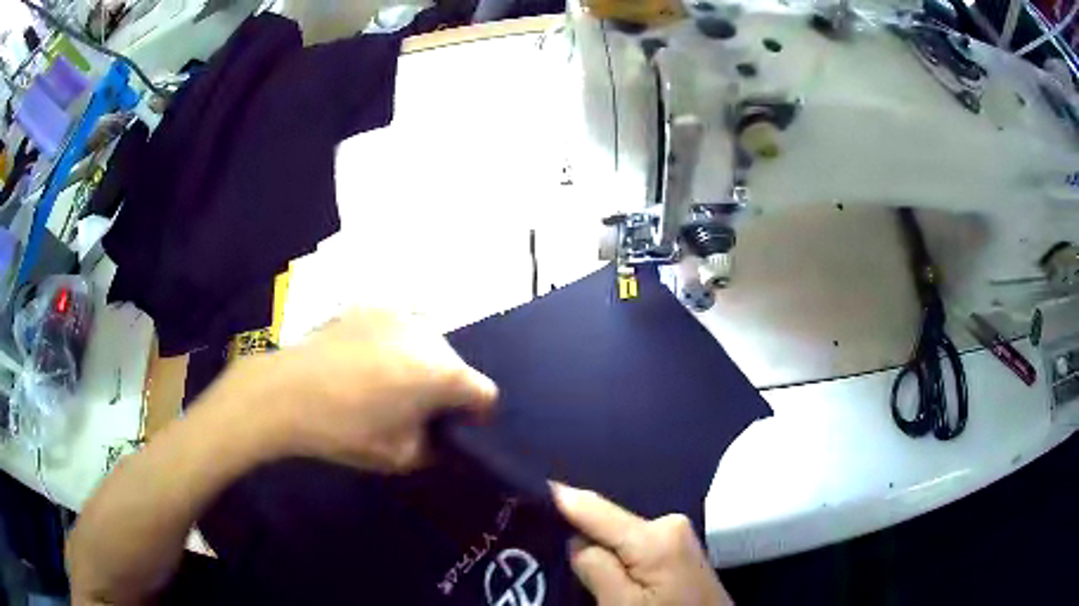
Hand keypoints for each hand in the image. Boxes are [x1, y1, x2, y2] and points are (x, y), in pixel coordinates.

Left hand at [221, 309, 496, 471]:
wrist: (287, 391)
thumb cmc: (346, 429)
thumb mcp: (398, 456)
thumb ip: (434, 448)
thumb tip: (439, 437)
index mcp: (443, 374)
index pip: (485, 393)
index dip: (477, 415)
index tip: (458, 428)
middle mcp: (430, 336)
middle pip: (456, 365)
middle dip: (447, 388)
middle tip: (419, 410)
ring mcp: (398, 315)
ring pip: (429, 343)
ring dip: (422, 364)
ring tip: (391, 383)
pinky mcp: (370, 307)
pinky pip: (398, 327)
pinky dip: (395, 344)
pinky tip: (368, 361)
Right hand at [553, 484, 731, 605]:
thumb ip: (595, 567)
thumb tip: (576, 539)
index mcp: (654, 535)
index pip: (593, 507)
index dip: (556, 499)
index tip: (522, 490)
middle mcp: (668, 523)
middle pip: (606, 523)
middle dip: (578, 534)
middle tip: (540, 544)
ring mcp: (677, 535)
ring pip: (619, 536)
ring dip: (597, 547)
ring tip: (566, 558)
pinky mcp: (678, 549)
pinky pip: (634, 545)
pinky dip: (615, 555)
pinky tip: (602, 566)